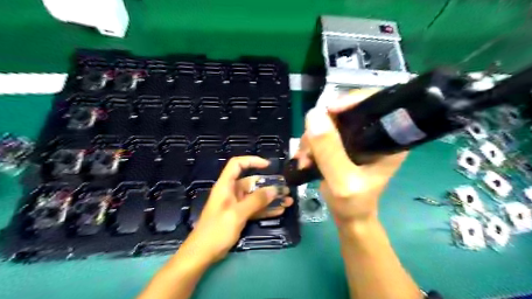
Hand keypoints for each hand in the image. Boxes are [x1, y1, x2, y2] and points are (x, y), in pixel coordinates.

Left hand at [176, 156, 292, 263]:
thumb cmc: (216, 231)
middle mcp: (232, 192)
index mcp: (226, 185)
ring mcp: (236, 204)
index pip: (237, 164)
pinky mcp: (239, 215)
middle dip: (269, 185)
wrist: (202, 254)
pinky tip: (280, 210)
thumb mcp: (237, 214)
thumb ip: (256, 201)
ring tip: (288, 200)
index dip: (252, 161)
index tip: (268, 166)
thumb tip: (274, 190)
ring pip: (256, 197)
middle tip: (286, 189)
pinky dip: (266, 209)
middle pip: (252, 182)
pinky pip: (255, 208)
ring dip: (271, 198)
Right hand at [295, 88, 408, 225]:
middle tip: (308, 149)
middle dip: (322, 127)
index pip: (374, 104)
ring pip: (328, 123)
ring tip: (304, 160)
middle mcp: (373, 133)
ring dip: (311, 139)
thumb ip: (329, 151)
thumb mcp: (342, 181)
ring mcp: (355, 138)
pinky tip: (304, 160)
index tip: (328, 111)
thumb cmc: (353, 203)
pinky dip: (310, 144)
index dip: (352, 100)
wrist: (348, 216)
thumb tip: (314, 115)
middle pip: (345, 112)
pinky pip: (321, 134)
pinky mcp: (341, 144)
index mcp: (387, 139)